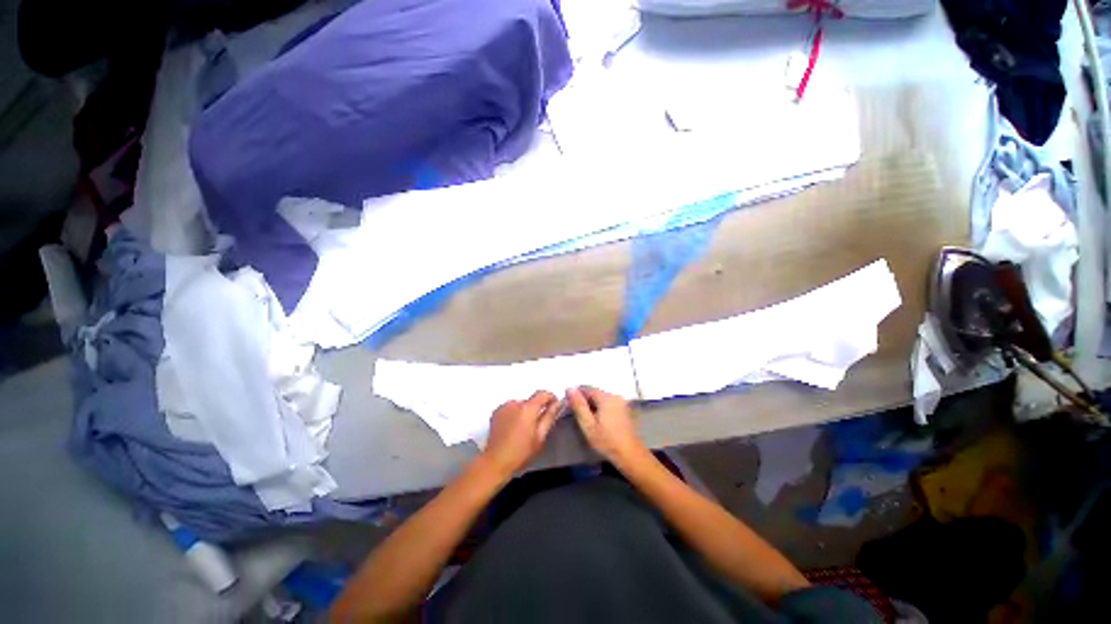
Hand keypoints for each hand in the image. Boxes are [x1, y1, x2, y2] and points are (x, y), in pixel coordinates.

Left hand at [481, 390, 560, 476]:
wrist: (496, 461)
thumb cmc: (521, 452)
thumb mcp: (540, 437)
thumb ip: (550, 417)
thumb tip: (557, 403)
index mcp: (527, 409)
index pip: (542, 394)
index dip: (551, 397)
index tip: (554, 405)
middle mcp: (514, 403)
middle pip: (531, 401)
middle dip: (536, 409)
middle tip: (537, 425)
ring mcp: (504, 407)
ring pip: (520, 405)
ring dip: (524, 412)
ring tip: (523, 429)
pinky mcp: (496, 412)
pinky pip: (510, 408)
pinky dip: (514, 414)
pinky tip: (513, 428)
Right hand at [566, 386, 645, 467]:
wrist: (630, 454)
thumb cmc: (606, 441)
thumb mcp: (588, 424)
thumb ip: (578, 405)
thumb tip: (569, 388)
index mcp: (606, 397)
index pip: (587, 389)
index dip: (577, 396)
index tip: (569, 406)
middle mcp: (615, 396)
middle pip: (595, 393)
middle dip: (585, 401)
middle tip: (578, 415)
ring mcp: (622, 402)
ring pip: (602, 399)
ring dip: (593, 406)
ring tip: (587, 420)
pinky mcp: (625, 410)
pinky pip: (609, 404)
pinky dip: (601, 409)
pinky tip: (599, 421)